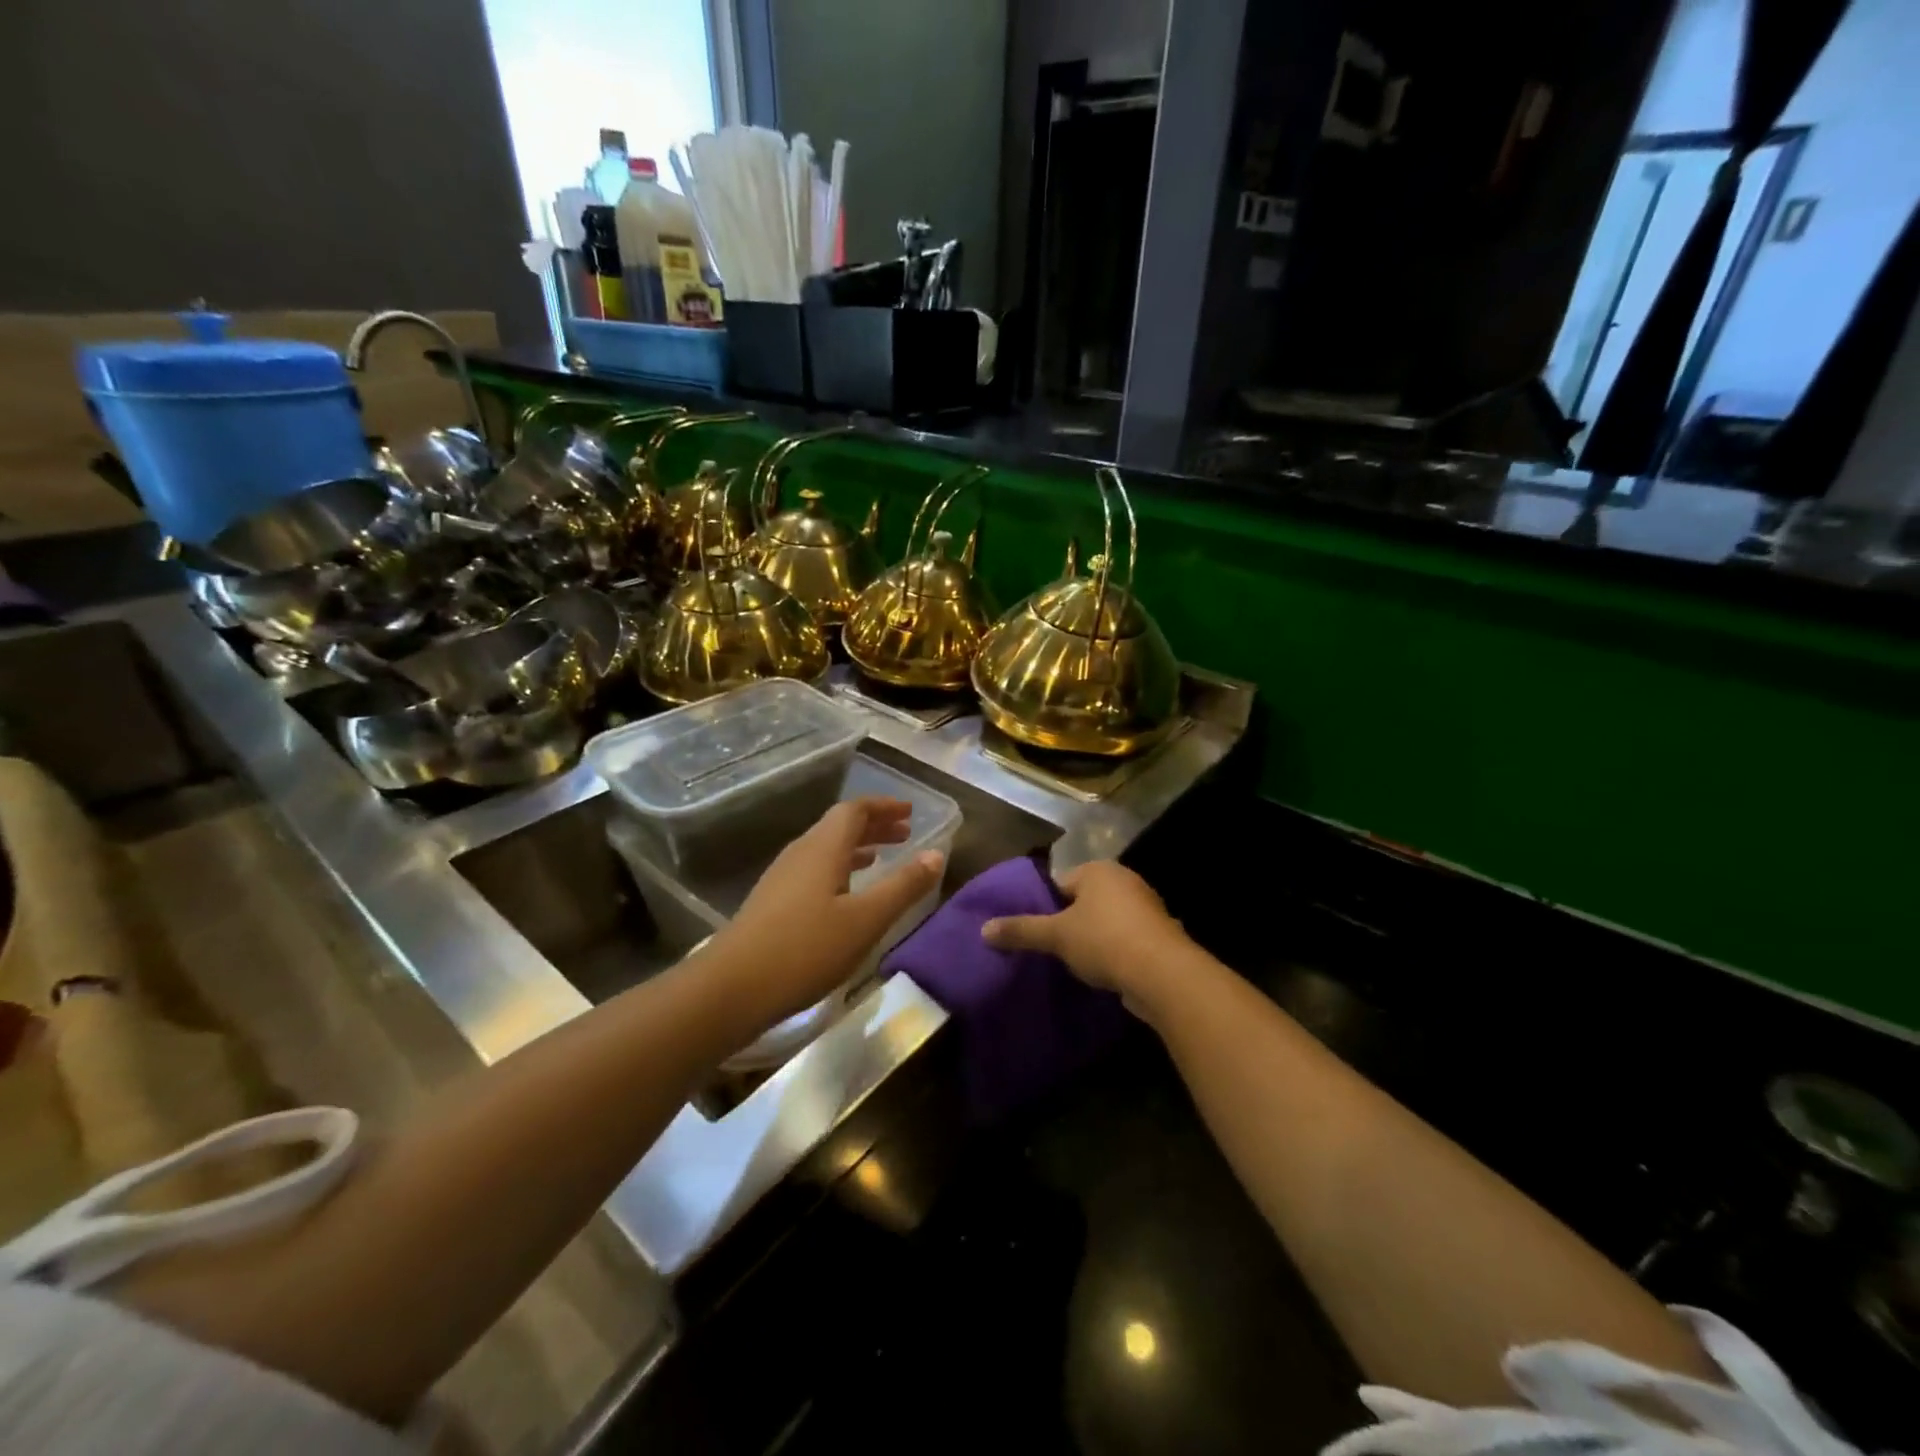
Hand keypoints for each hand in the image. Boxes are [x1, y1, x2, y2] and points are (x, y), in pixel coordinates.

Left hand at [714, 797, 945, 1023]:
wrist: (733, 987)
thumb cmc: (806, 949)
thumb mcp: (866, 919)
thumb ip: (903, 886)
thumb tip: (936, 854)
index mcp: (823, 848)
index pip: (855, 809)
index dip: (884, 807)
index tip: (910, 812)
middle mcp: (801, 853)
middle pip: (839, 826)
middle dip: (874, 826)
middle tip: (904, 833)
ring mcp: (782, 877)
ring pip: (826, 848)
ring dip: (857, 848)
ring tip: (882, 858)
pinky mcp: (772, 902)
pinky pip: (814, 870)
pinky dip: (839, 869)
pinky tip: (846, 894)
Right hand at [981, 860, 1193, 1004]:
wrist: (1163, 974)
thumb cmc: (1104, 941)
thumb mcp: (1055, 936)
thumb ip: (1020, 930)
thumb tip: (983, 929)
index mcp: (1098, 870)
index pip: (1060, 883)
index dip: (1045, 906)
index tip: (1036, 932)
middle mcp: (1124, 880)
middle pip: (1084, 901)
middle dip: (1069, 923)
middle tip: (1052, 949)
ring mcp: (1146, 907)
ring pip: (1106, 921)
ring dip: (1094, 939)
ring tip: (1075, 964)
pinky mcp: (1159, 935)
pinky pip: (1126, 939)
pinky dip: (1115, 952)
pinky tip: (1104, 972)